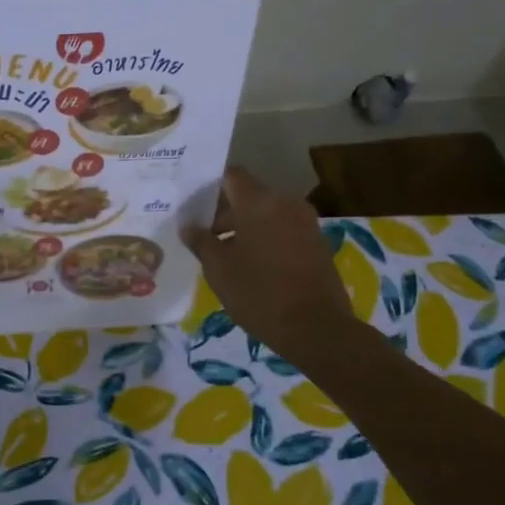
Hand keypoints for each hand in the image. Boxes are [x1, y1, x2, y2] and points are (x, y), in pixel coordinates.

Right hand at [184, 166, 358, 365]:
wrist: (316, 328)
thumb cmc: (259, 293)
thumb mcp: (218, 269)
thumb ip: (201, 241)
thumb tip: (188, 226)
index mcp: (258, 202)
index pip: (231, 175)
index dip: (210, 186)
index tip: (193, 205)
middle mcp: (285, 203)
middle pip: (249, 194)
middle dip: (225, 211)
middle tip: (204, 235)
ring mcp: (305, 222)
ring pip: (267, 212)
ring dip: (246, 226)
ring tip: (225, 253)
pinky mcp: (316, 242)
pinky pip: (283, 228)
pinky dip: (265, 237)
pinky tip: (251, 263)